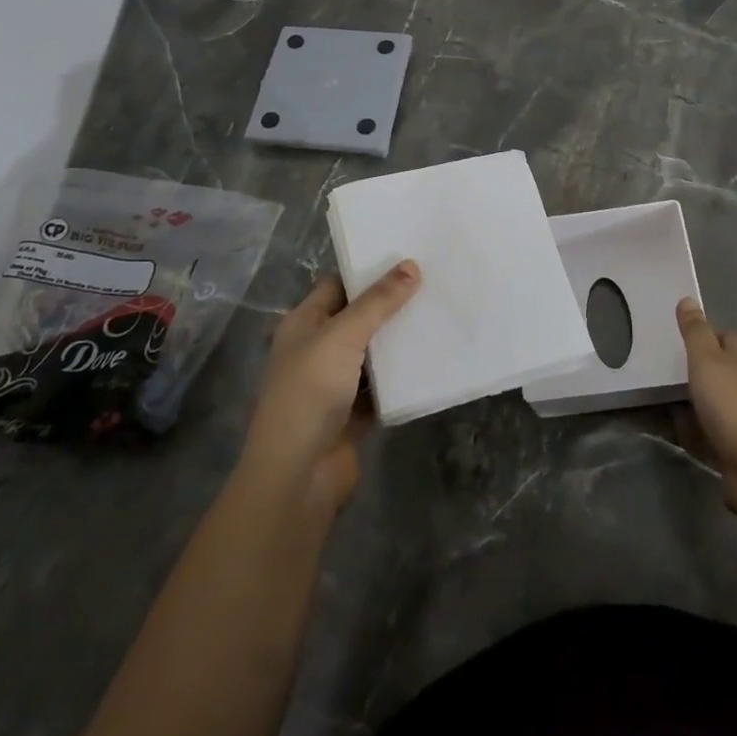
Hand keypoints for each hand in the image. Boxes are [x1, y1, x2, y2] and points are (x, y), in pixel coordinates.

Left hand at [240, 262, 419, 514]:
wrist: (297, 477)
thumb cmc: (309, 394)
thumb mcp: (343, 337)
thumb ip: (378, 302)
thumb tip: (412, 265)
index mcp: (303, 325)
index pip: (338, 285)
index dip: (368, 271)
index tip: (408, 257)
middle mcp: (316, 350)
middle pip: (358, 318)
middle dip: (391, 305)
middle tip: (433, 283)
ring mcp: (334, 385)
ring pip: (373, 354)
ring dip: (399, 341)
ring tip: (439, 314)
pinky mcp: (353, 415)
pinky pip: (382, 387)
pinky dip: (402, 378)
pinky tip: (433, 361)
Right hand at [677, 297, 736, 515]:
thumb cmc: (730, 404)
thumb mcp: (706, 360)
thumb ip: (695, 332)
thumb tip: (688, 299)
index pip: (728, 338)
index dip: (709, 334)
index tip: (684, 336)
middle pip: (722, 370)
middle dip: (699, 370)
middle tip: (666, 369)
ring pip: (714, 403)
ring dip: (694, 402)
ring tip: (663, 399)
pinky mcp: (736, 448)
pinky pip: (709, 433)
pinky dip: (694, 431)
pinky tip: (677, 431)